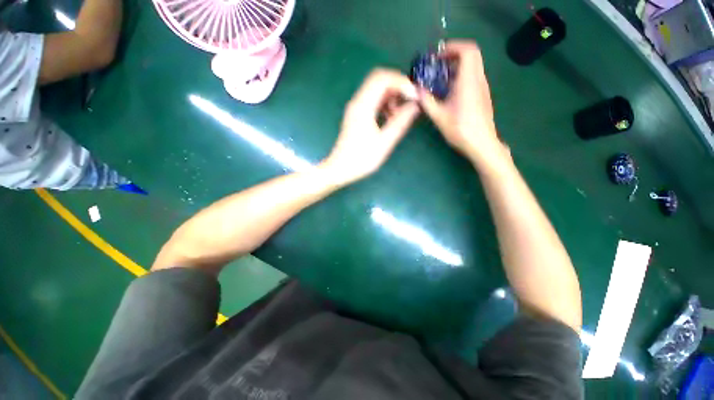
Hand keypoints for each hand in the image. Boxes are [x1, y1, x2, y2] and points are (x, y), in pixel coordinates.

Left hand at [321, 69, 419, 185]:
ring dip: (391, 96)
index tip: (414, 95)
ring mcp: (356, 108)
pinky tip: (391, 118)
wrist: (340, 169)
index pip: (382, 78)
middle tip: (410, 100)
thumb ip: (400, 122)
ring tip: (401, 114)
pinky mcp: (357, 115)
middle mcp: (357, 102)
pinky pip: (373, 101)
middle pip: (379, 80)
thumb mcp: (384, 142)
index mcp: (363, 106)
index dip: (401, 82)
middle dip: (398, 86)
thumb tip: (415, 105)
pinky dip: (385, 104)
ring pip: (376, 90)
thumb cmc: (361, 159)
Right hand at [418, 40, 506, 164]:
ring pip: (474, 65)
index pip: (468, 50)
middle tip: (439, 64)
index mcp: (468, 81)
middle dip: (454, 54)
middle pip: (472, 54)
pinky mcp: (483, 95)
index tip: (438, 56)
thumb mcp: (439, 116)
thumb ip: (427, 101)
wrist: (481, 143)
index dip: (453, 47)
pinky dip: (462, 75)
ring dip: (458, 66)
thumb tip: (417, 91)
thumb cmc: (460, 129)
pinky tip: (450, 90)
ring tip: (441, 78)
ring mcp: (483, 87)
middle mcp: (478, 80)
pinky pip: (474, 76)